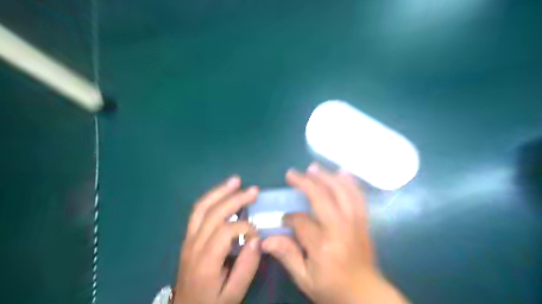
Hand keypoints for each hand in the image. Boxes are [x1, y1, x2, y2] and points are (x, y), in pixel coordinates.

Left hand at [175, 175, 261, 303]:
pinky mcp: (188, 237)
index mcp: (205, 261)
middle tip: (254, 190)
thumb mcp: (233, 294)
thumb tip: (256, 239)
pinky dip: (210, 198)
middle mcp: (193, 245)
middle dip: (235, 199)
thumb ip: (246, 267)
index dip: (245, 226)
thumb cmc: (211, 303)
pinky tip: (222, 192)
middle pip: (213, 213)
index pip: (226, 231)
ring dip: (219, 192)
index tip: (258, 233)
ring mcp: (188, 239)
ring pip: (201, 208)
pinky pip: (197, 212)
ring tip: (235, 180)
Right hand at [260, 164, 408, 302]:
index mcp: (322, 245)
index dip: (289, 217)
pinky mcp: (363, 221)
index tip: (284, 219)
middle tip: (291, 173)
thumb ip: (286, 255)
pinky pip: (358, 196)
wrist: (365, 295)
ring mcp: (355, 222)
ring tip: (313, 168)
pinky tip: (342, 172)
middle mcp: (340, 228)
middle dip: (305, 183)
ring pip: (341, 191)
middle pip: (322, 197)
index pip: (301, 221)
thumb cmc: (332, 288)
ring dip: (326, 176)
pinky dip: (350, 182)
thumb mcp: (305, 279)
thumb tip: (264, 240)